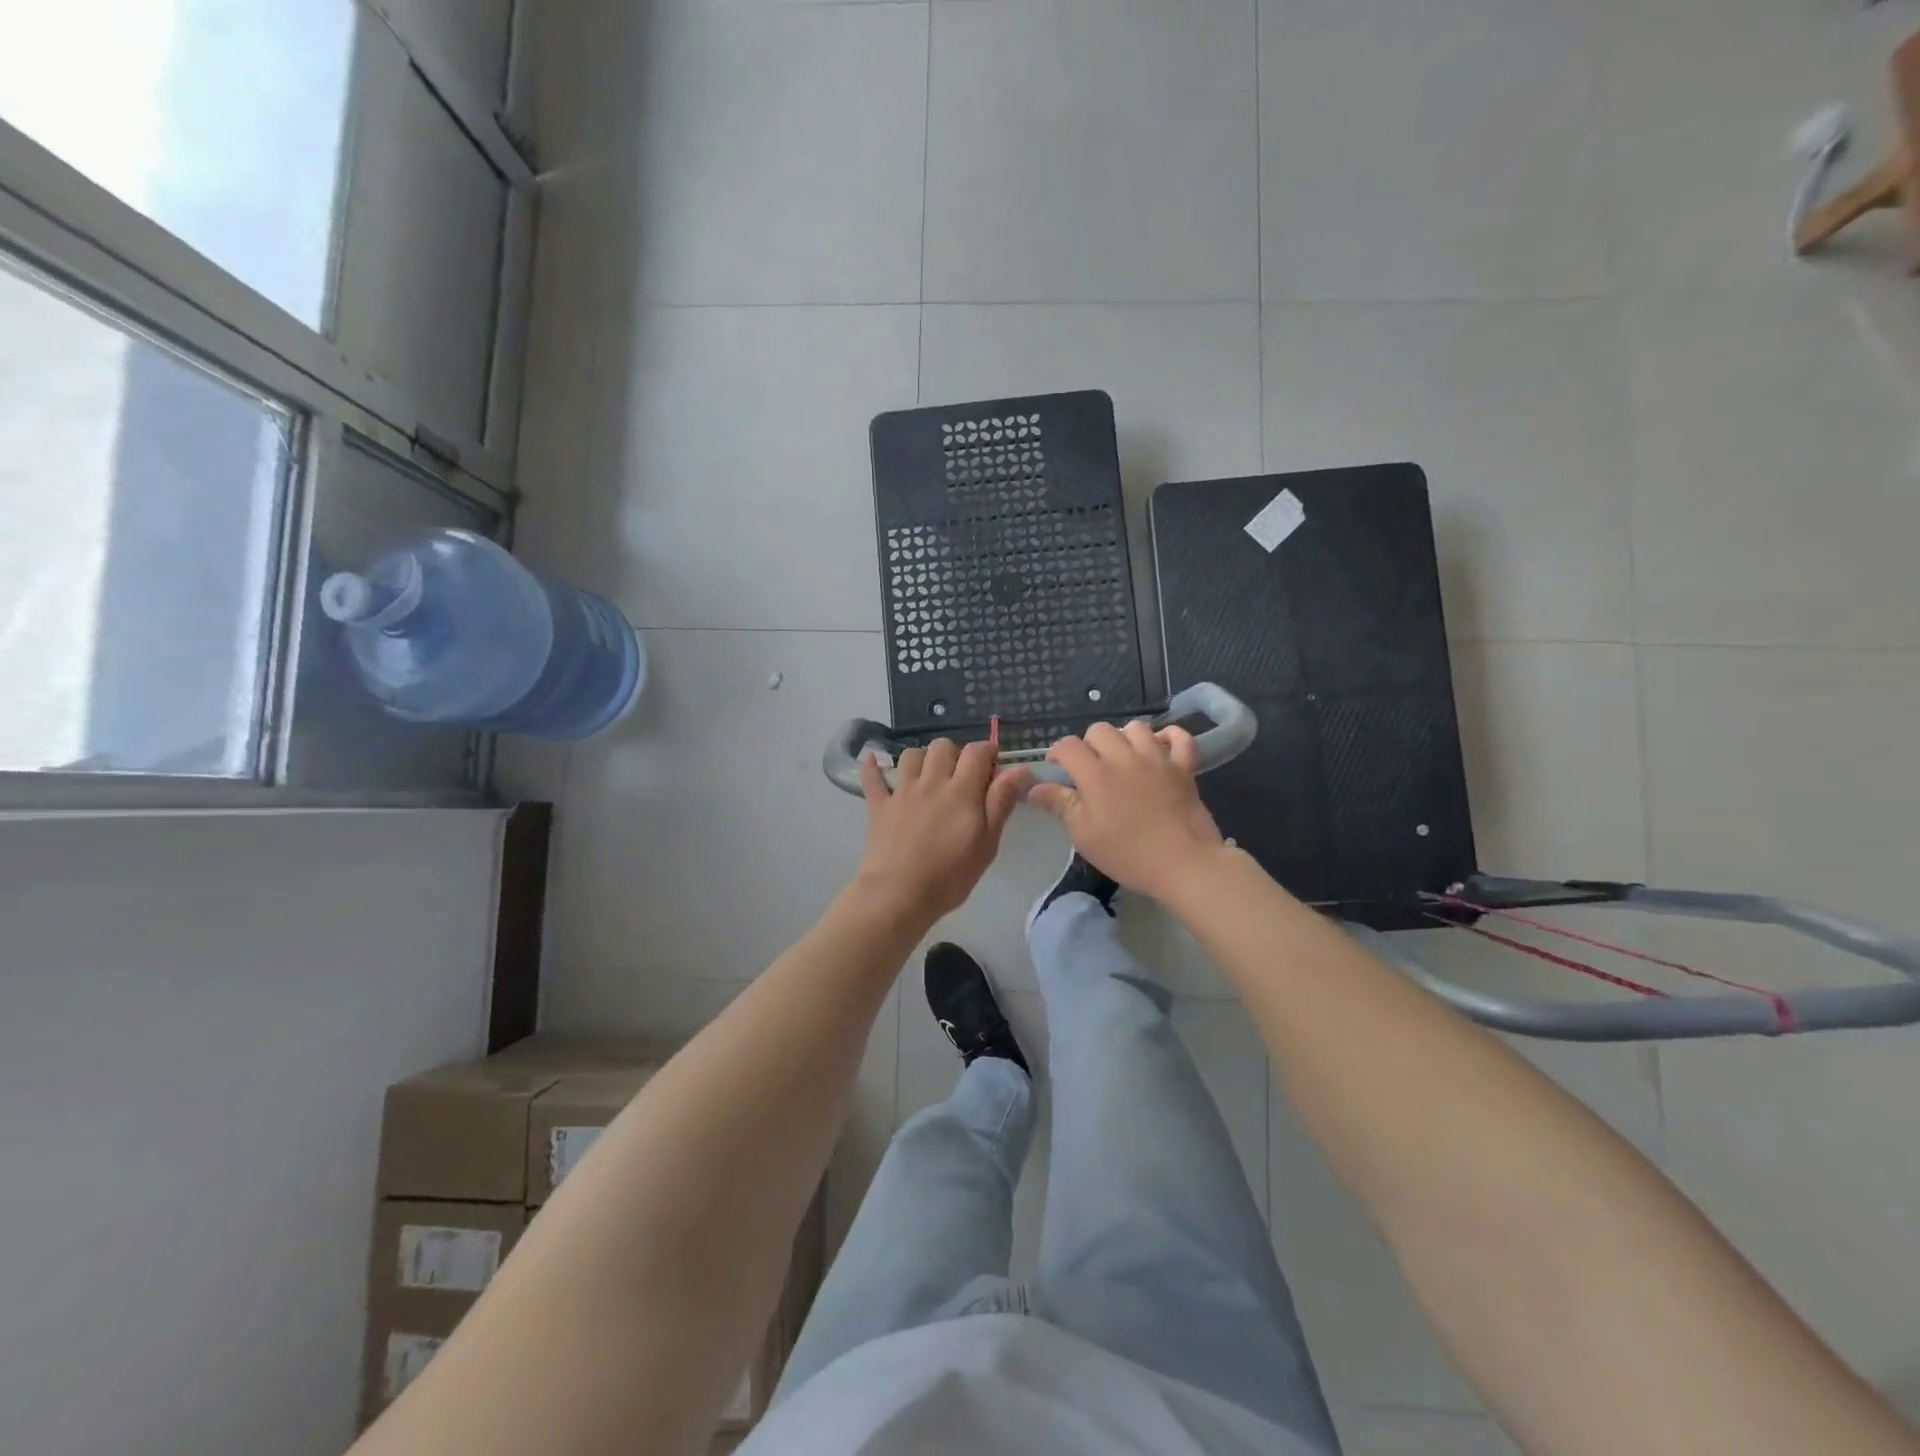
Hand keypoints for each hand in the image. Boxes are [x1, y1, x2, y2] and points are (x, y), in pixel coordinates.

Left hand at [853, 740, 1031, 922]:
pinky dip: (872, 766)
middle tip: (961, 778)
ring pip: (911, 755)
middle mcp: (930, 782)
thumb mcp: (986, 844)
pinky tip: (874, 760)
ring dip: (923, 759)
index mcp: (961, 791)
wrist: (898, 895)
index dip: (987, 752)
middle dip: (956, 754)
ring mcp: (901, 792)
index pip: (976, 752)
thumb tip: (1020, 769)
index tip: (993, 767)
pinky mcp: (878, 806)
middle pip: (942, 746)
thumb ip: (1001, 803)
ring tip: (929, 777)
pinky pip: (872, 777)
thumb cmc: (949, 876)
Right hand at [1028, 721, 1225, 901]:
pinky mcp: (1184, 767)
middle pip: (1100, 729)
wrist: (1184, 864)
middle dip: (1089, 744)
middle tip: (1090, 768)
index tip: (1057, 770)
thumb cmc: (1128, 854)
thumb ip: (1060, 805)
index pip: (1068, 746)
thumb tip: (1033, 788)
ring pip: (1136, 728)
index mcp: (1096, 774)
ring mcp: (1158, 759)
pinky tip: (1161, 747)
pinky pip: (1180, 738)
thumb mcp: (1084, 835)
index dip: (1057, 754)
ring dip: (1124, 738)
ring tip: (1123, 759)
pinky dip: (1170, 737)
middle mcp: (1125, 757)